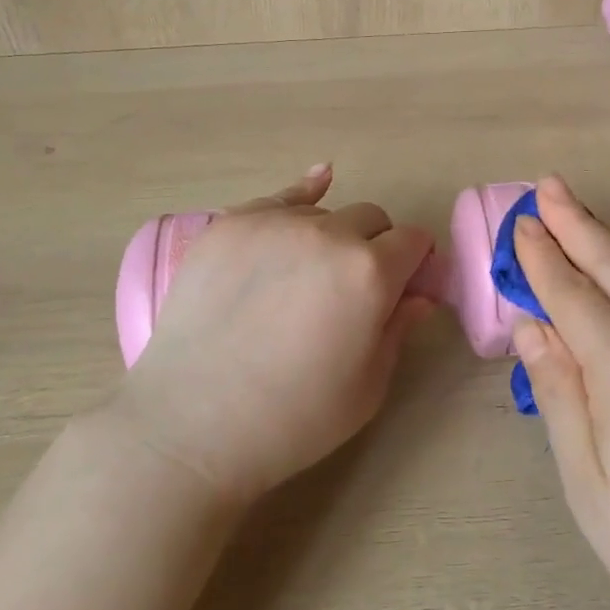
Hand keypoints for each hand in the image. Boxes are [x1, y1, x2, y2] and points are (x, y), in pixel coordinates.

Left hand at [116, 165, 434, 502]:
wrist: (191, 426)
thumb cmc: (293, 419)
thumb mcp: (367, 387)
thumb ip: (398, 329)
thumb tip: (418, 295)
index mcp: (370, 272)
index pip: (414, 241)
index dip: (416, 263)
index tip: (405, 286)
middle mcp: (328, 233)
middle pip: (372, 218)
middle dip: (377, 245)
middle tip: (355, 289)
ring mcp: (273, 223)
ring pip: (324, 212)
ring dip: (331, 236)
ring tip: (307, 277)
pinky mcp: (229, 225)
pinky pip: (278, 197)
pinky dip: (301, 195)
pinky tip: (317, 183)